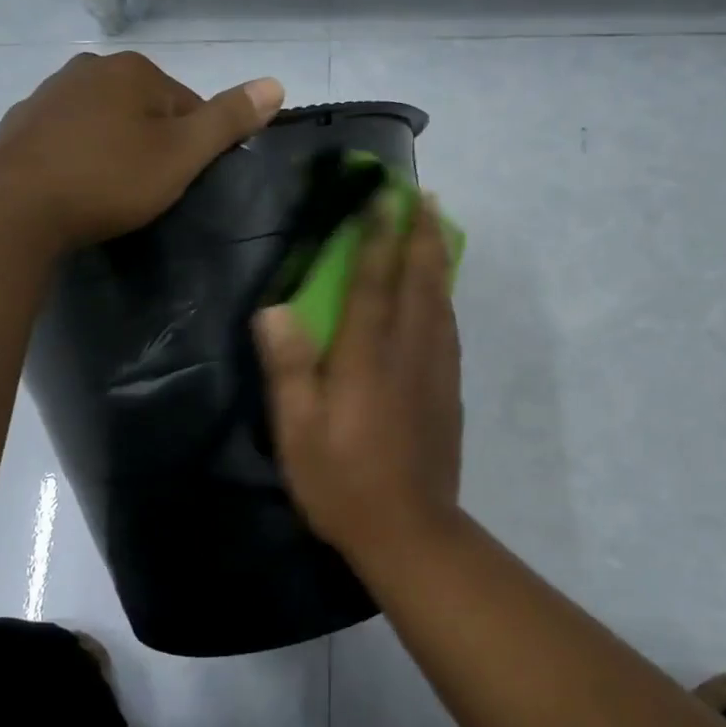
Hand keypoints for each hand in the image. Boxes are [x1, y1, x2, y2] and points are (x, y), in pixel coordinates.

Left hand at [0, 51, 284, 248]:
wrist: (18, 208)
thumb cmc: (111, 179)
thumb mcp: (182, 154)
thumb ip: (228, 119)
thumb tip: (277, 83)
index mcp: (134, 69)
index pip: (186, 103)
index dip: (192, 145)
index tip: (181, 181)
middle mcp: (89, 67)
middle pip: (144, 108)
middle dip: (152, 143)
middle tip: (148, 190)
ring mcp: (48, 93)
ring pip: (103, 120)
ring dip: (114, 148)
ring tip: (112, 192)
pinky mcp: (21, 124)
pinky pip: (67, 136)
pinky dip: (78, 155)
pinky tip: (76, 186)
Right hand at [254, 197, 463, 560]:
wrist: (411, 531)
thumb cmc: (343, 483)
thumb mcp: (298, 432)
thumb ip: (289, 368)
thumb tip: (276, 309)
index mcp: (367, 358)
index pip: (374, 282)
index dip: (378, 236)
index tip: (384, 196)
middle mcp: (408, 352)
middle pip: (420, 280)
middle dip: (422, 234)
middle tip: (425, 196)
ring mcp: (436, 371)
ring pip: (441, 300)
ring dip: (438, 258)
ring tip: (437, 228)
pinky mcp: (449, 391)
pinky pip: (449, 328)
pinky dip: (445, 297)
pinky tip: (441, 294)